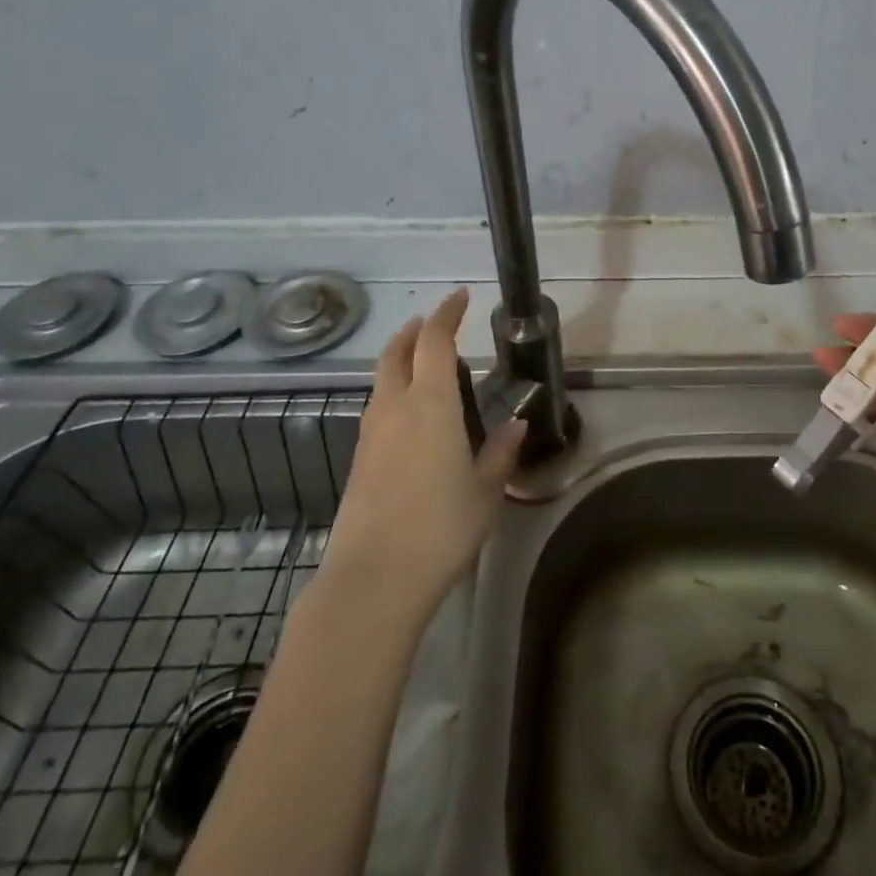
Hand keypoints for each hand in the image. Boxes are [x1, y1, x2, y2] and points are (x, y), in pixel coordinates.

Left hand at [322, 289, 525, 613]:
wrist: (374, 578)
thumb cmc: (440, 527)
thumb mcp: (486, 490)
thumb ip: (501, 452)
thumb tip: (516, 424)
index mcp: (430, 403)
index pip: (435, 341)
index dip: (447, 314)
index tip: (461, 297)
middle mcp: (395, 407)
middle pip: (397, 353)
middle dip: (414, 331)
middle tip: (433, 323)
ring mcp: (371, 434)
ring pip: (382, 380)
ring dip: (400, 360)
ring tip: (422, 364)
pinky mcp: (359, 460)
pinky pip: (377, 408)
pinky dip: (393, 392)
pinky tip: (410, 415)